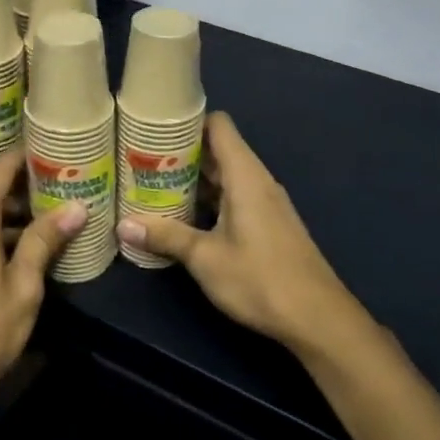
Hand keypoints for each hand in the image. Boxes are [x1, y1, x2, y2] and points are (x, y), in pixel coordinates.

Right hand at [116, 113, 362, 353]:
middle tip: (143, 161)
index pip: (219, 125)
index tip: (155, 129)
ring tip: (155, 186)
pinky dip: (210, 198)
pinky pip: (234, 196)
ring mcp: (266, 202)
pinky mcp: (269, 224)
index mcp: (245, 175)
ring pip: (226, 176)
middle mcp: (257, 180)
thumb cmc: (260, 279)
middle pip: (218, 149)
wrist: (317, 318)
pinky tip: (185, 217)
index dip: (188, 121)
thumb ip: (166, 237)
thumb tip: (122, 226)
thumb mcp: (205, 258)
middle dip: (182, 153)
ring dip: (194, 179)